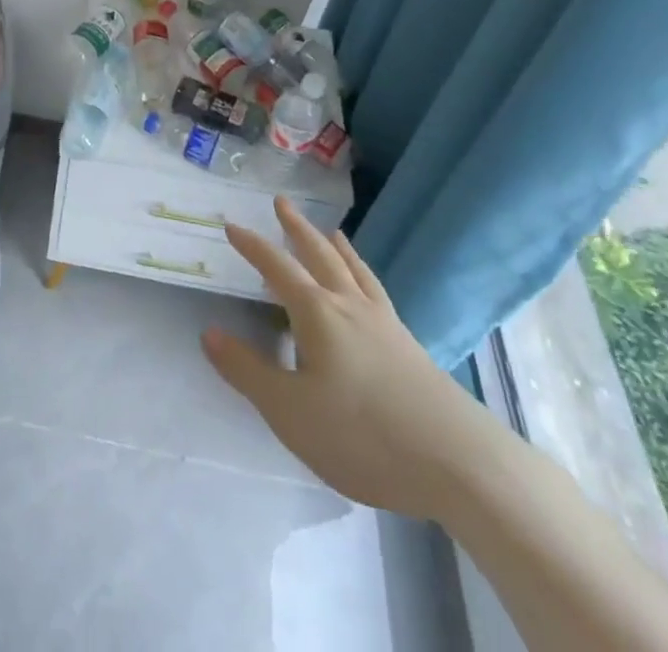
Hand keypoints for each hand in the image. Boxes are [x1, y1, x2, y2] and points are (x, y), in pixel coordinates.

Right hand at [201, 197, 503, 520]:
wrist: (459, 464)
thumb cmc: (362, 435)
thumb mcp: (289, 411)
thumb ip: (246, 371)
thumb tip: (209, 332)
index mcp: (318, 314)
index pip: (277, 268)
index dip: (252, 246)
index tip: (232, 224)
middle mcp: (350, 306)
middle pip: (320, 255)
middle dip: (297, 229)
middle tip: (282, 202)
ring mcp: (386, 324)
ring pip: (355, 271)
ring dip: (337, 247)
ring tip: (331, 231)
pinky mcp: (411, 347)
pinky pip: (378, 292)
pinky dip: (364, 275)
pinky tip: (369, 288)